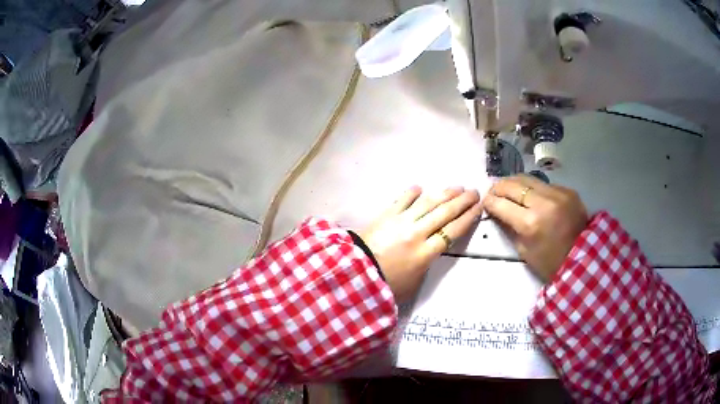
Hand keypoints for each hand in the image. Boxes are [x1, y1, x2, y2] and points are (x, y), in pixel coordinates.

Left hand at [360, 186, 481, 301]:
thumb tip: (433, 248)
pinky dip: (412, 193)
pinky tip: (420, 188)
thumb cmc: (386, 284)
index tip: (479, 208)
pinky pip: (402, 200)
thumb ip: (427, 264)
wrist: (355, 274)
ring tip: (456, 187)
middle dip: (462, 201)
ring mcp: (401, 221)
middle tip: (474, 192)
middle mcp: (417, 233)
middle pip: (445, 213)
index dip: (468, 218)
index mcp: (425, 253)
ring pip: (428, 203)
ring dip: (444, 193)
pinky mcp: (385, 215)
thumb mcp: (414, 283)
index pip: (453, 231)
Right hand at [482, 175, 588, 282]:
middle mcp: (543, 202)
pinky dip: (534, 188)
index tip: (485, 202)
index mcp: (530, 223)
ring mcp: (557, 193)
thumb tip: (497, 211)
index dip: (489, 201)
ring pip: (527, 178)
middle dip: (498, 187)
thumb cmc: (550, 262)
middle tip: (493, 192)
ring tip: (509, 189)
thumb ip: (509, 227)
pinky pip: (544, 184)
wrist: (582, 258)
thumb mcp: (524, 250)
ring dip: (514, 183)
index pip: (500, 204)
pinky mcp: (567, 190)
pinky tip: (533, 196)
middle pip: (512, 185)